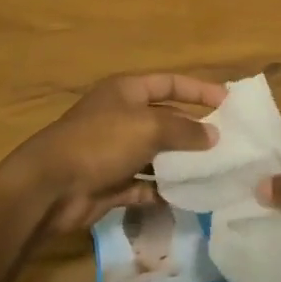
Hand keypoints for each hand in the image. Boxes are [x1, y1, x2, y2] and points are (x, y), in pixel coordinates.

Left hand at [1, 73, 222, 234]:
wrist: (51, 185)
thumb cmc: (101, 142)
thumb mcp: (148, 127)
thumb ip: (184, 129)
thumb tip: (213, 135)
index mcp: (126, 91)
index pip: (169, 83)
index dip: (198, 90)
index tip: (228, 102)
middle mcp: (121, 116)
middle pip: (165, 119)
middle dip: (193, 130)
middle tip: (227, 144)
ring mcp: (114, 151)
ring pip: (156, 154)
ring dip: (180, 163)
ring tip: (214, 173)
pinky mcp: (111, 183)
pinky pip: (144, 185)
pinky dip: (162, 191)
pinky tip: (185, 198)